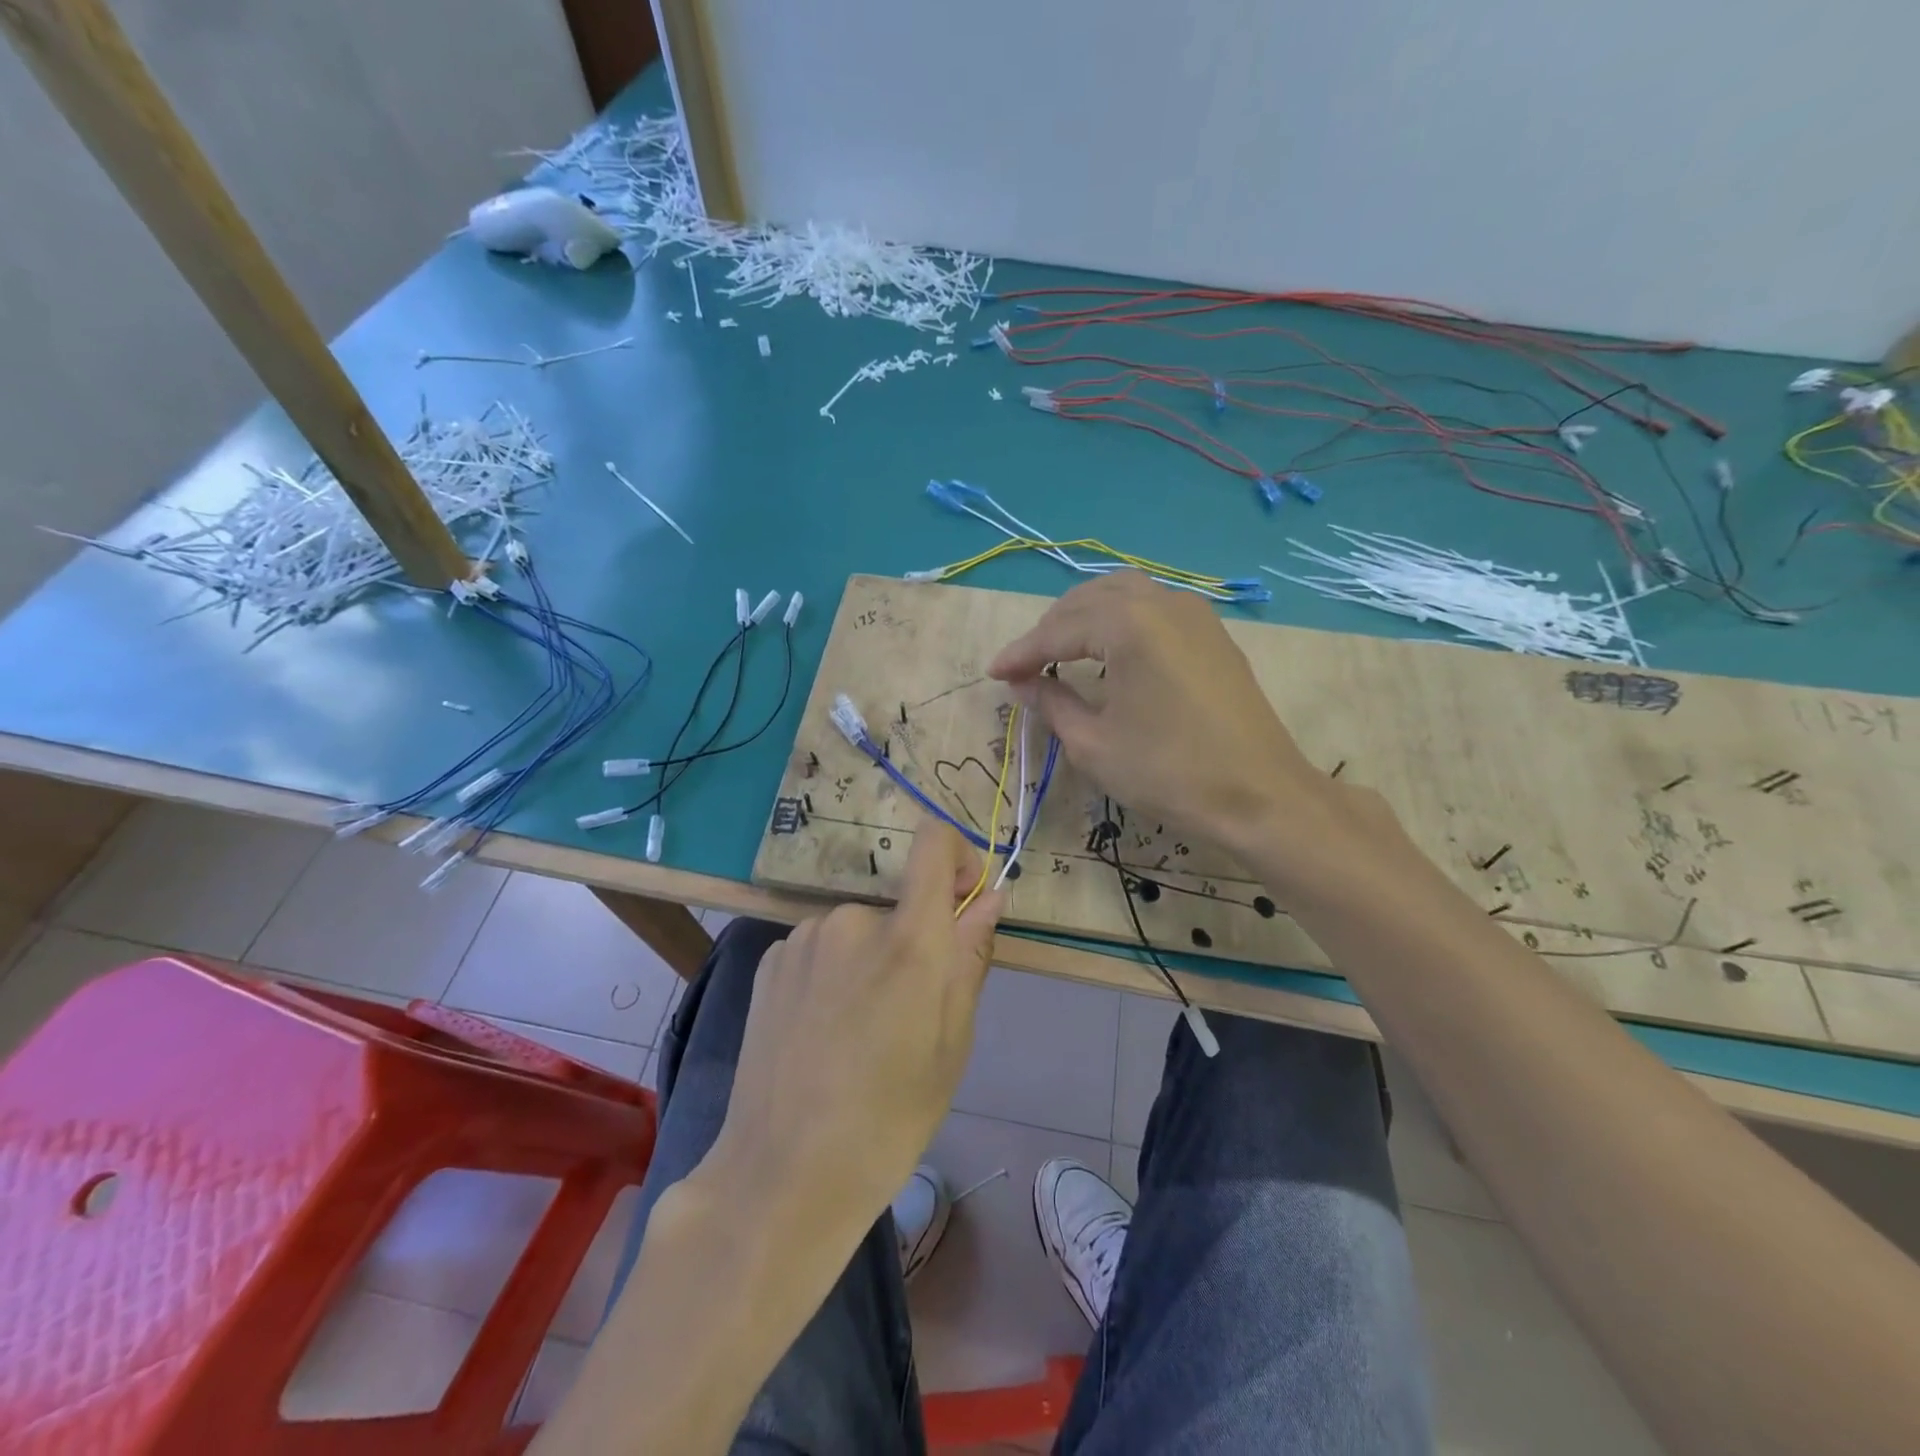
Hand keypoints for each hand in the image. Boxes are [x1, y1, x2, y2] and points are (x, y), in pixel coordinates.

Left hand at [701, 817, 1002, 1231]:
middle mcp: (852, 919)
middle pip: (899, 907)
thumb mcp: (952, 1043)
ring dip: (869, 961)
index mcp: (907, 939)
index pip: (933, 843)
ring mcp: (803, 937)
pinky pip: (820, 948)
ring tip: (857, 1032)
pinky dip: (831, 973)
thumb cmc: (889, 1118)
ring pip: (858, 931)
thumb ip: (970, 956)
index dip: (956, 856)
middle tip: (906, 1017)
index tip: (962, 899)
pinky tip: (820, 1031)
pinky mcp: (770, 959)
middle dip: (912, 944)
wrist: (784, 1173)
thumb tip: (989, 898)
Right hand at [990, 572, 1360, 867]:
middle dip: (1051, 628)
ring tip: (1061, 651)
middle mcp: (1162, 602)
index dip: (1022, 653)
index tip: (994, 674)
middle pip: (1089, 599)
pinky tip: (1109, 651)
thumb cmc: (1169, 772)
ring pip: (1124, 594)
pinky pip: (1152, 608)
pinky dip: (1120, 620)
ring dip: (1085, 616)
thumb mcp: (1094, 744)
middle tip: (1026, 665)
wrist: (1260, 795)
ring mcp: (1194, 613)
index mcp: (1129, 624)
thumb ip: (1052, 703)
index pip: (1059, 630)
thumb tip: (1024, 684)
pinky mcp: (1212, 633)